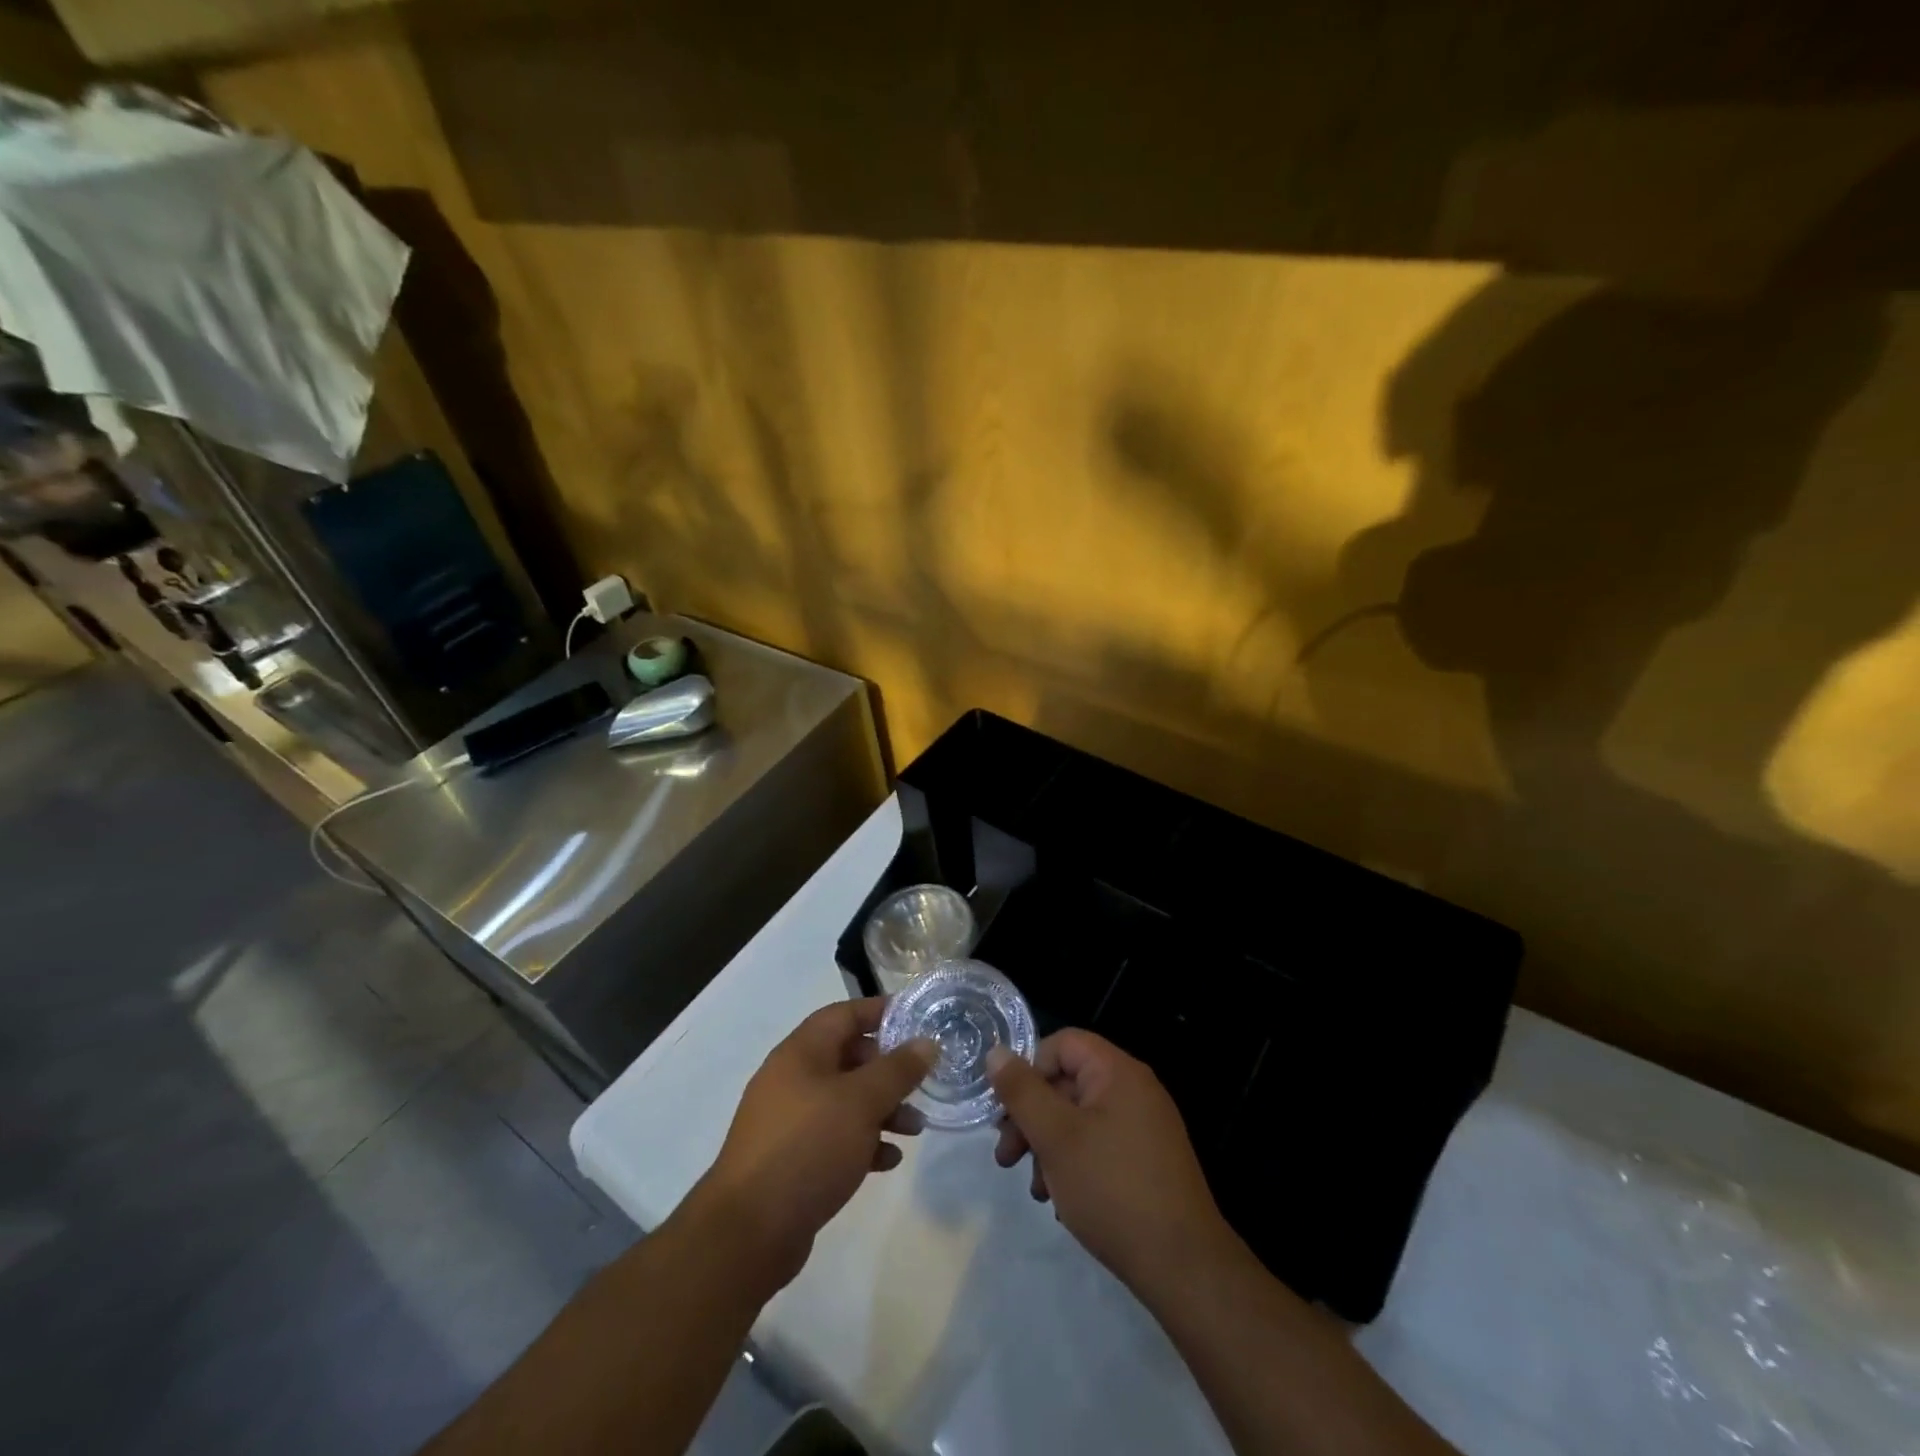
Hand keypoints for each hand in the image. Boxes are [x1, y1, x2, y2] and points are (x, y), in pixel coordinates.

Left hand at [696, 998, 933, 1289]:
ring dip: (882, 1109)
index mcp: (801, 1052)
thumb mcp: (861, 1102)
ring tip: (916, 1128)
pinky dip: (863, 1142)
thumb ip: (898, 1070)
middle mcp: (792, 1079)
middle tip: (922, 1081)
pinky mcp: (792, 1159)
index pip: (845, 1014)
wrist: (748, 1232)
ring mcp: (789, 1121)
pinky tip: (889, 1160)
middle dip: (888, 1069)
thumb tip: (927, 1042)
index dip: (881, 1012)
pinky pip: (835, 1137)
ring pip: (845, 1101)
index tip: (918, 1019)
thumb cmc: (808, 1147)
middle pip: (848, 1058)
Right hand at [988, 1030, 1230, 1293]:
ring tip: (1037, 1191)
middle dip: (1032, 1119)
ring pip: (1080, 1119)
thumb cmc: (1112, 1189)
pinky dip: (1075, 1165)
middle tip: (1006, 1159)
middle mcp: (1135, 1090)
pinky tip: (1063, 1203)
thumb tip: (996, 1053)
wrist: (1184, 1267)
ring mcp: (1145, 1127)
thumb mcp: (1056, 1137)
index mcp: (1117, 1072)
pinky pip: (1100, 1146)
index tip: (1007, 1112)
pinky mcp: (1149, 1161)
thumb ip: (1022, 1092)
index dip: (1029, 1070)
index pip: (1062, 1044)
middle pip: (1068, 1084)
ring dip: (1049, 1148)